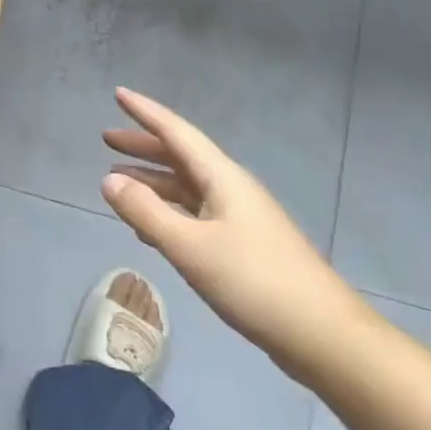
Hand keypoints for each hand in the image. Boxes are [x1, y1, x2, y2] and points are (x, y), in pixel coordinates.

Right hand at [101, 87, 374, 376]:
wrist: (323, 335)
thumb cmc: (254, 282)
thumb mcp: (190, 247)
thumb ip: (146, 212)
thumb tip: (109, 180)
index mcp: (222, 178)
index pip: (176, 132)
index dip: (146, 112)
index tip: (118, 94)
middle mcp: (231, 189)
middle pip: (181, 156)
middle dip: (144, 146)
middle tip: (107, 139)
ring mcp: (240, 218)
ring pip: (187, 187)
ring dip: (153, 180)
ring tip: (118, 181)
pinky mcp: (243, 246)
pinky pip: (195, 214)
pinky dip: (167, 211)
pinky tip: (149, 228)